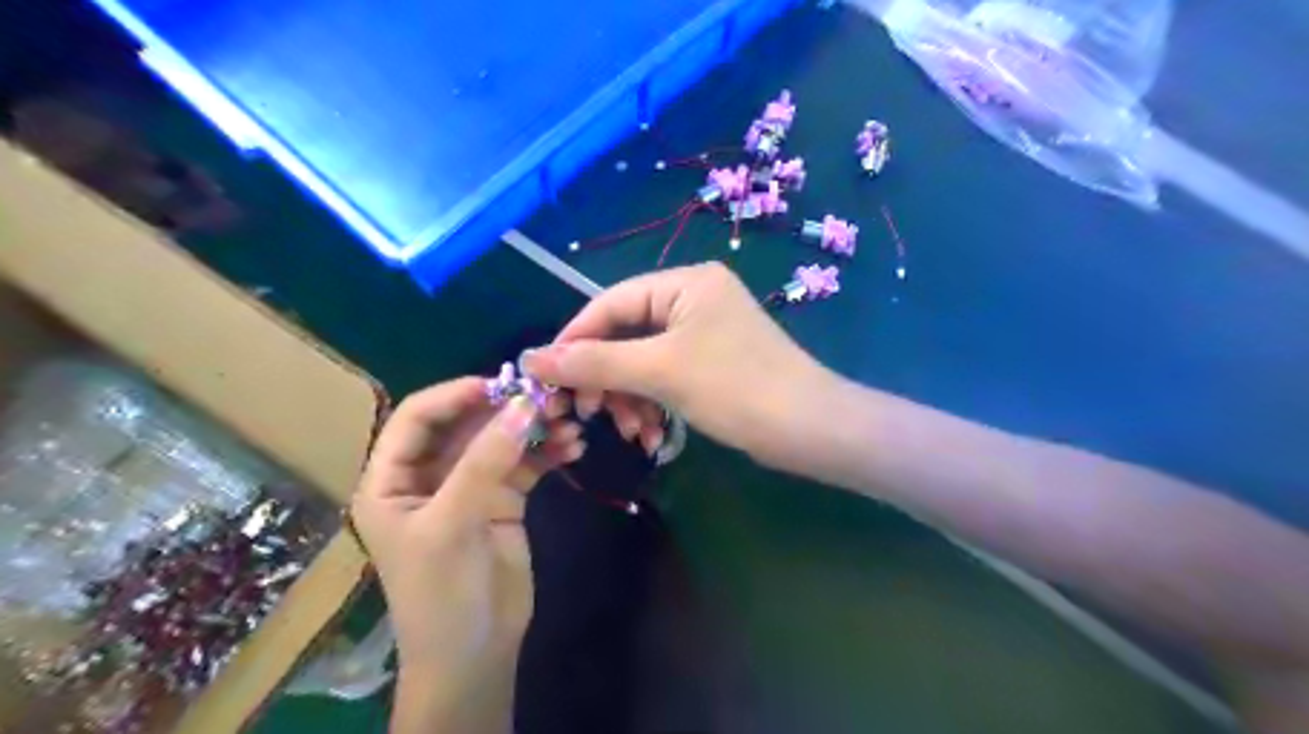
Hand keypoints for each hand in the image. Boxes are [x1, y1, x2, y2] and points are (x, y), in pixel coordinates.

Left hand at [352, 380, 586, 729]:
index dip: (457, 395)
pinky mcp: (504, 500)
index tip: (502, 384)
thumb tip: (523, 405)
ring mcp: (470, 486)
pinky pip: (527, 463)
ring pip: (502, 440)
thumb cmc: (441, 593)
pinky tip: (574, 446)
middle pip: (467, 424)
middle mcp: (430, 475)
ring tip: (570, 422)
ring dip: (535, 428)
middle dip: (507, 409)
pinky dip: (549, 451)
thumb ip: (484, 462)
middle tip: (550, 397)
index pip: (418, 417)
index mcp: (393, 479)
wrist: (475, 653)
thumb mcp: (452, 524)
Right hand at [522, 263, 825, 470]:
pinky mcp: (713, 362)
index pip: (611, 301)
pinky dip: (653, 403)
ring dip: (629, 396)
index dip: (575, 338)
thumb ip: (593, 363)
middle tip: (589, 413)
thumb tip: (530, 358)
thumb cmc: (735, 387)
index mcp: (685, 283)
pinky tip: (649, 435)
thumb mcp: (659, 372)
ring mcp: (705, 331)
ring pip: (644, 359)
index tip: (547, 376)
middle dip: (607, 377)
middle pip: (627, 332)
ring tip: (629, 432)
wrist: (809, 429)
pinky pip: (666, 375)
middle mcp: (694, 298)